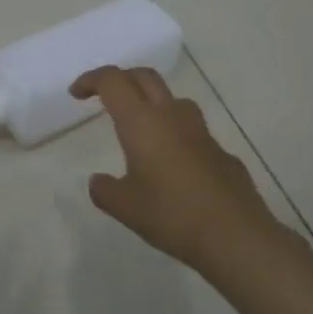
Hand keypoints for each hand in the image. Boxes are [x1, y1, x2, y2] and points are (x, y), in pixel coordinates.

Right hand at [71, 66, 290, 274]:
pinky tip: (172, 165)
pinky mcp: (221, 152)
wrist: (235, 235)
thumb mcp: (125, 207)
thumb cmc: (172, 215)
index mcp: (142, 122)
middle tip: (104, 97)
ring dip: (151, 102)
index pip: (113, 81)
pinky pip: (192, 130)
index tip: (77, 94)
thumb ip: (105, 190)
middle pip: (144, 77)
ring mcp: (201, 132)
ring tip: (140, 127)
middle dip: (121, 79)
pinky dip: (175, 134)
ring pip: (172, 100)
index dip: (91, 80)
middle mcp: (172, 116)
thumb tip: (98, 181)